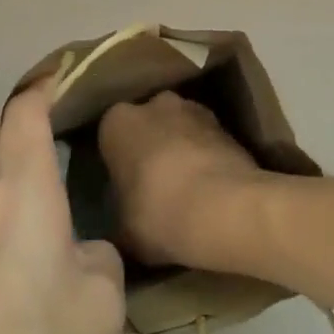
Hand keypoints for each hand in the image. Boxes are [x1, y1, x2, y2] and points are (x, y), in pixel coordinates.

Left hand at [0, 82, 124, 333]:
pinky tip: (22, 257)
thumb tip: (79, 254)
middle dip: (18, 118)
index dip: (46, 85)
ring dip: (3, 167)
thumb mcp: (103, 300)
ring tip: (46, 190)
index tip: (71, 76)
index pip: (23, 112)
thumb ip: (98, 257)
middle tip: (57, 124)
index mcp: (20, 193)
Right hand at [97, 91, 268, 271]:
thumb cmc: (158, 214)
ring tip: (185, 187)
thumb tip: (122, 221)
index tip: (123, 186)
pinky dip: (204, 154)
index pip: (110, 136)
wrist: (223, 207)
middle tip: (152, 185)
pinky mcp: (223, 121)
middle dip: (149, 146)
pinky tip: (208, 185)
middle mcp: (154, 103)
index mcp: (118, 122)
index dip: (117, 161)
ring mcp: (193, 107)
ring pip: (178, 127)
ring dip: (179, 147)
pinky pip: (204, 137)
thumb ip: (118, 215)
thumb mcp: (122, 230)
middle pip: (147, 124)